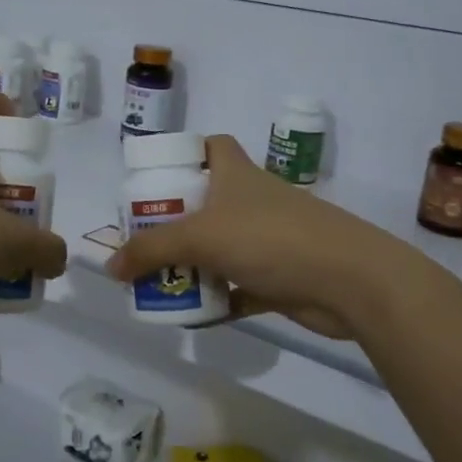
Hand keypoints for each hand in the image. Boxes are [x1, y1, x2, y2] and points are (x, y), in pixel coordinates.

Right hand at [105, 136, 391, 339]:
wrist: (350, 281)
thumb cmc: (271, 239)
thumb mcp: (202, 237)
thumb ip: (152, 251)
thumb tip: (111, 266)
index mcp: (236, 175)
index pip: (211, 146)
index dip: (185, 154)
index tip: (156, 176)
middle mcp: (252, 201)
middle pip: (207, 201)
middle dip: (174, 220)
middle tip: (142, 240)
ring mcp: (268, 239)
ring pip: (221, 246)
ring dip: (193, 262)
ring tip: (157, 280)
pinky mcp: (279, 276)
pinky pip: (238, 286)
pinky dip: (218, 298)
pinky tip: (193, 314)